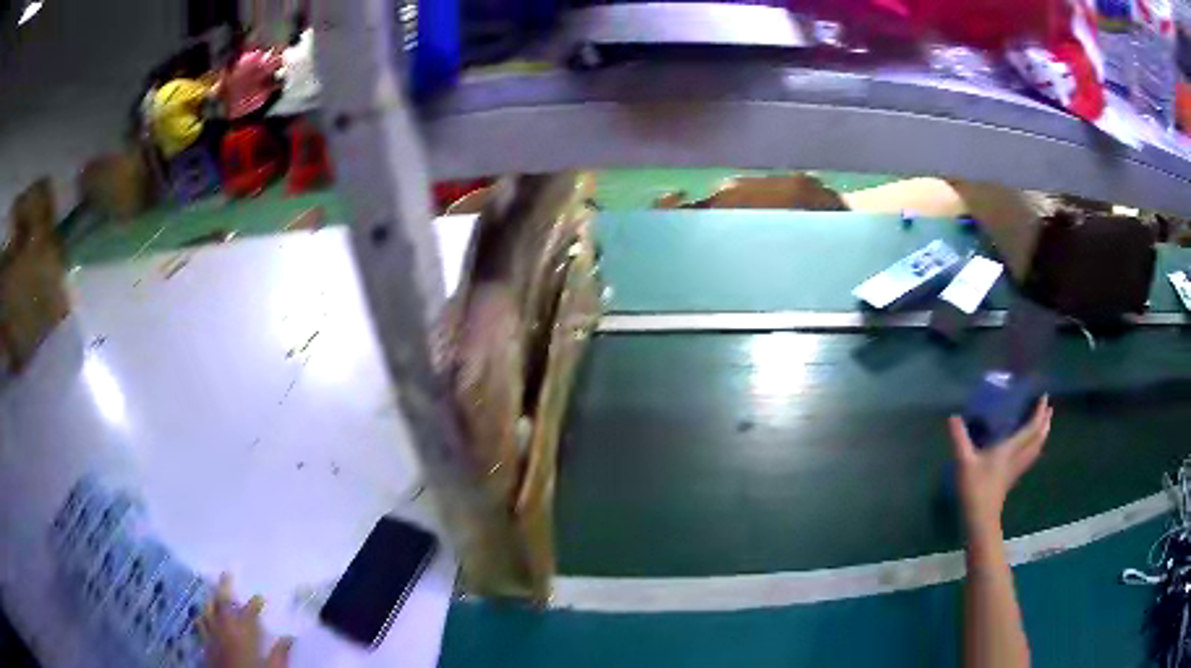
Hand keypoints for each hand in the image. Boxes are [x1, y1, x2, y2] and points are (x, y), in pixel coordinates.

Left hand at [200, 573, 292, 667]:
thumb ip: (280, 653)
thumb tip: (290, 637)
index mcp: (244, 633)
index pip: (249, 612)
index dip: (255, 603)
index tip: (260, 597)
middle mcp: (225, 629)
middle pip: (222, 603)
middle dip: (224, 587)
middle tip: (226, 573)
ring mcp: (212, 636)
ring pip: (209, 611)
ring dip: (211, 599)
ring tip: (212, 590)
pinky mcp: (205, 645)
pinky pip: (200, 626)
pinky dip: (201, 618)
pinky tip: (200, 616)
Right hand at [948, 397, 1052, 532]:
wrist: (980, 519)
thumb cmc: (975, 489)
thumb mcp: (964, 462)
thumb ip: (959, 438)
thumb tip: (952, 415)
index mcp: (1010, 449)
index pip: (1031, 429)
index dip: (1039, 413)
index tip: (1044, 396)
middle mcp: (1017, 457)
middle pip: (1038, 439)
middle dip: (1045, 422)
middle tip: (1048, 408)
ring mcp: (1016, 469)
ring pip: (1036, 449)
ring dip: (1042, 435)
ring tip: (1044, 424)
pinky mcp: (1012, 478)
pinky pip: (1030, 457)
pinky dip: (1035, 447)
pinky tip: (1031, 448)